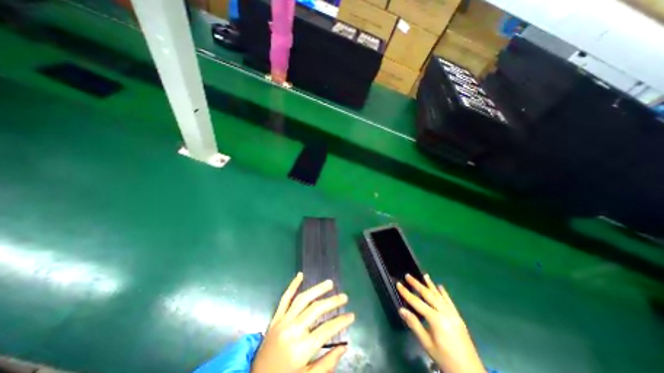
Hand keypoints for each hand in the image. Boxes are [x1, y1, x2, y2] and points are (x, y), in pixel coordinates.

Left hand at [250, 272, 354, 372]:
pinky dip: (292, 285)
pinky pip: (284, 298)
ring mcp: (282, 322)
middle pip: (316, 310)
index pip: (326, 330)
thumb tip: (344, 347)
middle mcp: (292, 330)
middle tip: (344, 297)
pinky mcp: (275, 318)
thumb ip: (327, 365)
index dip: (341, 322)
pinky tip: (300, 275)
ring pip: (302, 299)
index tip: (351, 315)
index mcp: (300, 349)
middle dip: (332, 302)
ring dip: (317, 289)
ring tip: (330, 283)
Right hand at [396, 274, 485, 372]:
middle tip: (408, 275)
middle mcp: (445, 313)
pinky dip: (444, 293)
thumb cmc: (444, 359)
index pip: (417, 302)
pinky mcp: (458, 317)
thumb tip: (401, 309)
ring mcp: (453, 314)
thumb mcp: (426, 344)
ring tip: (424, 275)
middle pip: (428, 295)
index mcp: (436, 320)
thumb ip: (414, 324)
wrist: (469, 372)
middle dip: (417, 284)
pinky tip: (440, 287)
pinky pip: (450, 302)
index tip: (398, 284)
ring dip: (430, 285)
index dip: (406, 293)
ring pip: (439, 295)